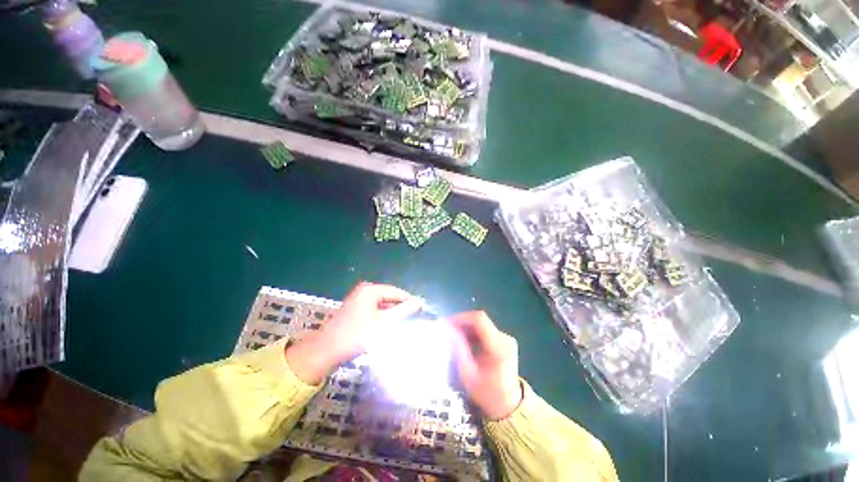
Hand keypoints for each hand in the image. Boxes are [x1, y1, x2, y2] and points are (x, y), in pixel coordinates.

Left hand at [285, 282, 422, 383]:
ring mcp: (359, 301)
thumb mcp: (384, 323)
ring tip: (405, 324)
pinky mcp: (356, 312)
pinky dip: (384, 319)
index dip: (409, 300)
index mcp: (370, 290)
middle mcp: (364, 292)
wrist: (326, 351)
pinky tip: (390, 328)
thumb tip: (418, 303)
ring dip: (393, 315)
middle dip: (401, 308)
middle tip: (415, 318)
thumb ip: (403, 311)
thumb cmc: (356, 334)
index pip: (396, 292)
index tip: (423, 309)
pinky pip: (375, 312)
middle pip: (389, 298)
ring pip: (383, 306)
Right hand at [449, 311, 522, 420]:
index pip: (479, 320)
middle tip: (446, 331)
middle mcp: (505, 338)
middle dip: (461, 323)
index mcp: (499, 347)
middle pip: (479, 321)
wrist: (508, 406)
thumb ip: (459, 350)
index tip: (446, 323)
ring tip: (451, 337)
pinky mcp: (503, 341)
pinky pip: (484, 331)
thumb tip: (448, 331)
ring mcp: (505, 339)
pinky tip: (463, 343)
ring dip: (465, 328)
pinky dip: (471, 334)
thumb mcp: (469, 375)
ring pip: (481, 325)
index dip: (461, 317)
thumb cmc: (487, 394)